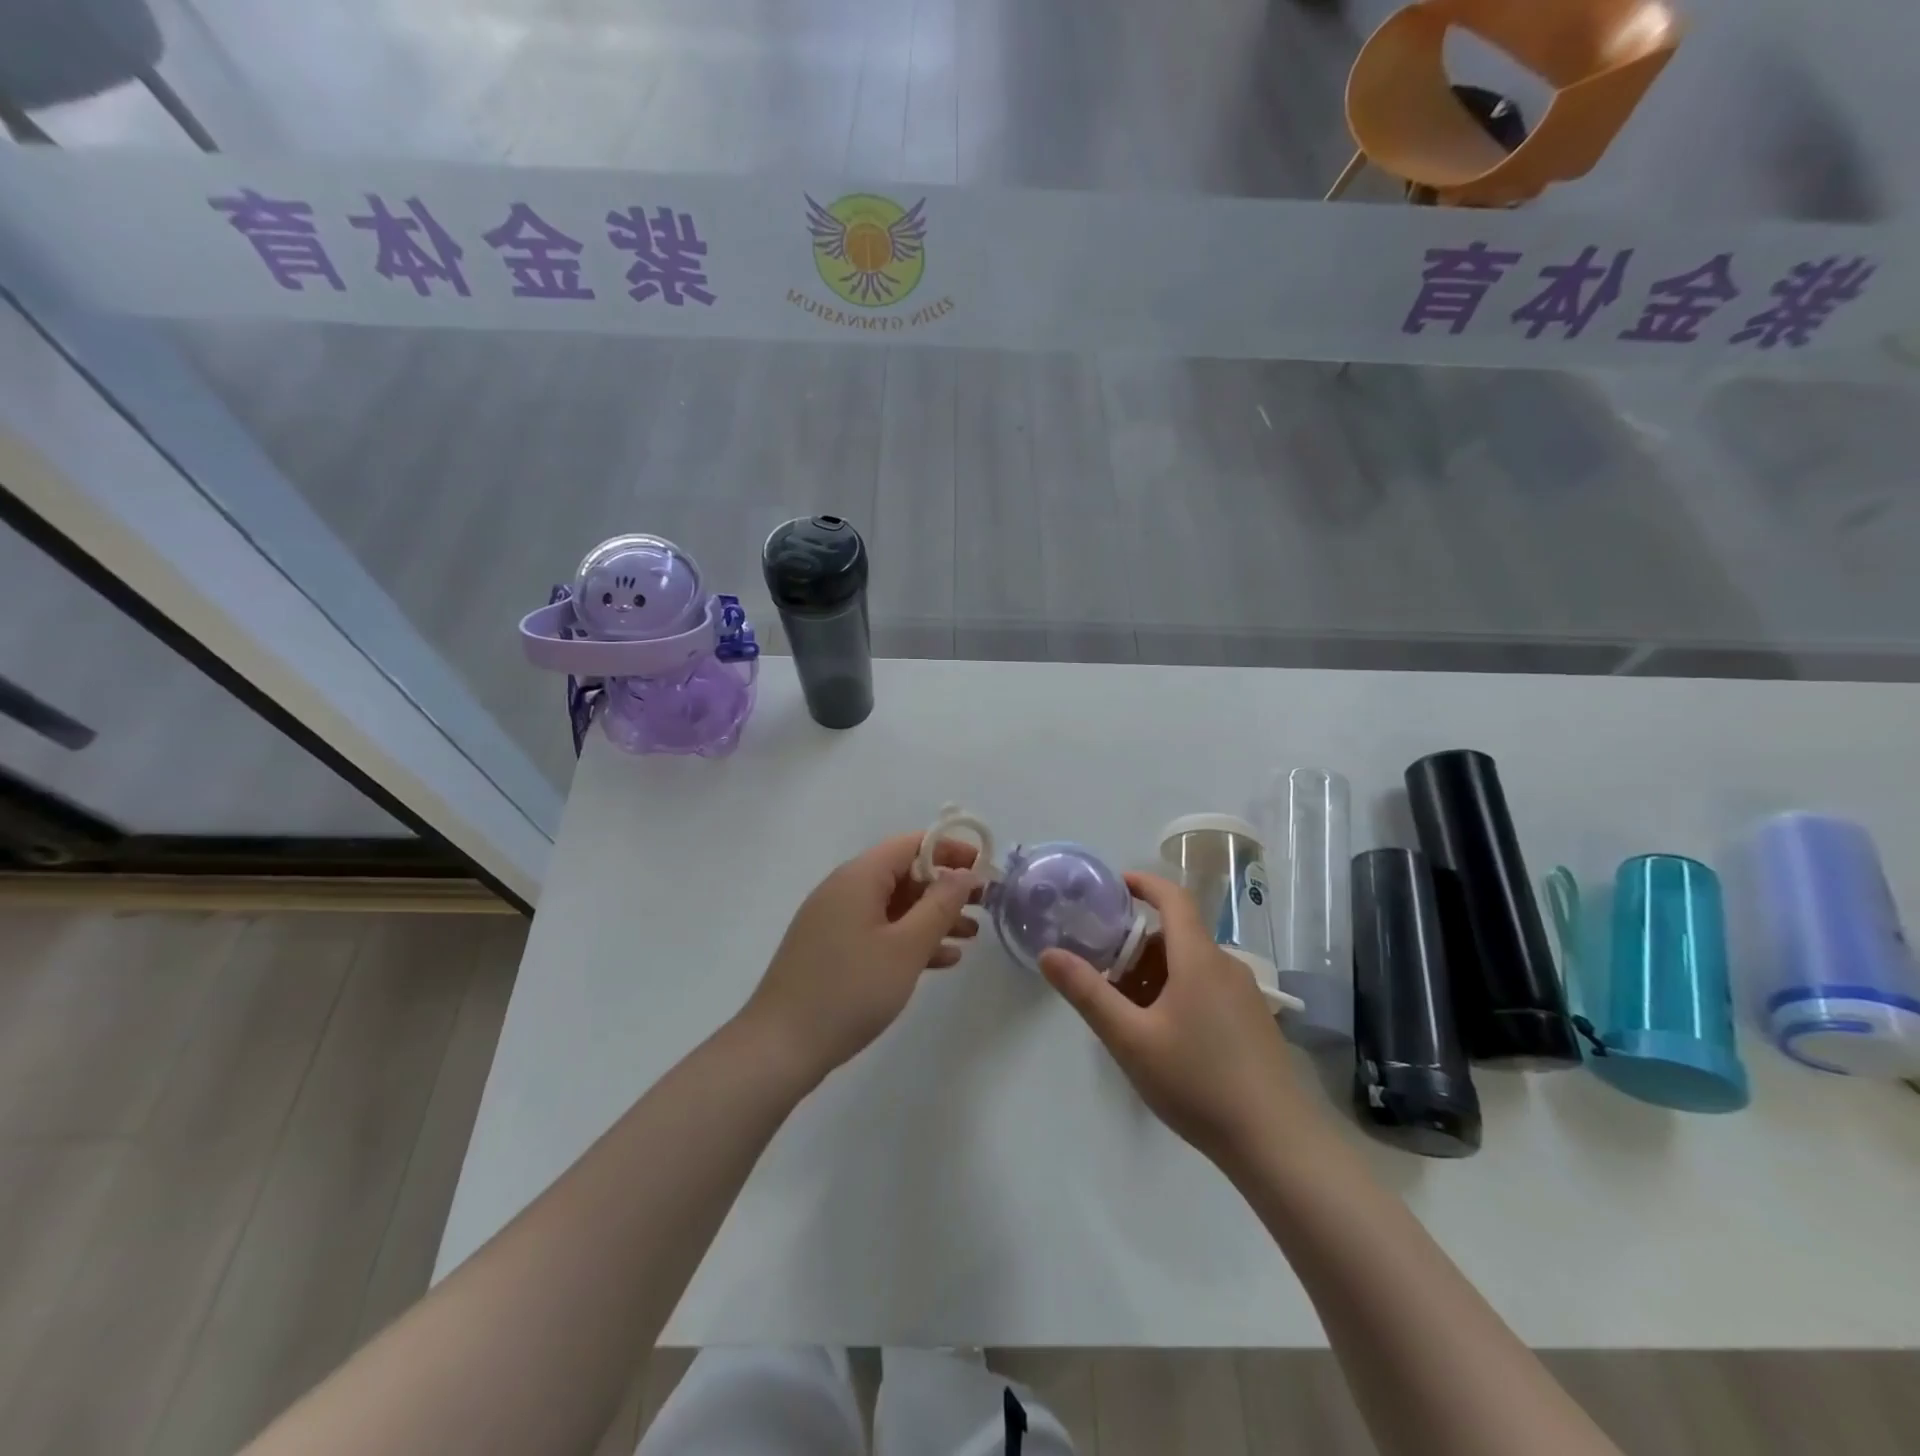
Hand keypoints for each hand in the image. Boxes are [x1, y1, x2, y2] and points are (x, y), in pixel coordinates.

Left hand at [742, 832, 982, 1082]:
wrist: (780, 1047)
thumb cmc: (850, 990)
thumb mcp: (906, 947)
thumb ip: (940, 906)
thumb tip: (964, 873)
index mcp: (859, 877)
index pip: (910, 844)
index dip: (950, 850)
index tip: (984, 869)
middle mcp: (844, 890)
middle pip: (903, 873)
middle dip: (945, 888)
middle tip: (984, 906)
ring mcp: (834, 921)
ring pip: (893, 906)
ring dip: (932, 917)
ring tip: (970, 936)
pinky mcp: (831, 950)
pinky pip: (878, 931)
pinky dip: (908, 939)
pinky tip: (941, 961)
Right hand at [1039, 871, 1308, 1168]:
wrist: (1278, 1143)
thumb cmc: (1198, 1081)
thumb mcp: (1131, 1039)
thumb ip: (1088, 993)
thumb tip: (1049, 954)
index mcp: (1198, 958)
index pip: (1173, 898)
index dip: (1143, 883)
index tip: (1113, 885)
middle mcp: (1226, 966)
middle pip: (1176, 936)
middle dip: (1136, 947)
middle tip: (1103, 973)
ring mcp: (1245, 995)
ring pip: (1191, 966)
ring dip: (1156, 975)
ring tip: (1128, 1013)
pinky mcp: (1254, 1022)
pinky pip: (1208, 988)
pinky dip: (1178, 993)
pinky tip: (1164, 1038)